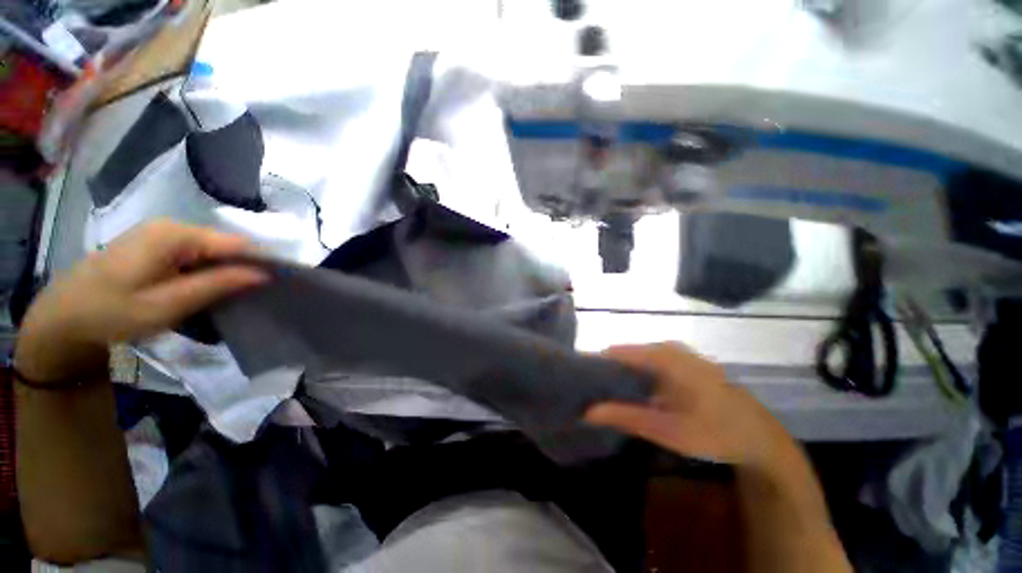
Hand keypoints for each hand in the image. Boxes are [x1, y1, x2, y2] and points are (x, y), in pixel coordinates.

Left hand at [15, 220, 266, 382]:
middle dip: (242, 269)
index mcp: (174, 235)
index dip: (261, 261)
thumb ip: (216, 286)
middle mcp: (171, 227)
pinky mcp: (154, 246)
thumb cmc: (110, 313)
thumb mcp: (166, 305)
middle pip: (224, 246)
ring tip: (231, 299)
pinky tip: (204, 292)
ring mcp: (161, 235)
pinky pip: (194, 256)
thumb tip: (263, 274)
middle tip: (251, 299)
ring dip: (224, 273)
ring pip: (211, 252)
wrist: (61, 318)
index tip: (279, 285)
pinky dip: (206, 273)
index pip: (236, 243)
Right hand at [586, 343, 799, 472]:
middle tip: (592, 390)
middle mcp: (669, 349)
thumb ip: (626, 417)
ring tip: (606, 392)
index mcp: (664, 357)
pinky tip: (634, 394)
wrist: (761, 439)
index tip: (580, 379)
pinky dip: (638, 376)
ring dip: (623, 374)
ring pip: (638, 359)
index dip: (596, 364)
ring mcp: (679, 355)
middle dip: (608, 371)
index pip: (617, 352)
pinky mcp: (685, 365)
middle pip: (626, 354)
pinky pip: (651, 364)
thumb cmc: (715, 432)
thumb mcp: (667, 429)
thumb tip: (587, 411)